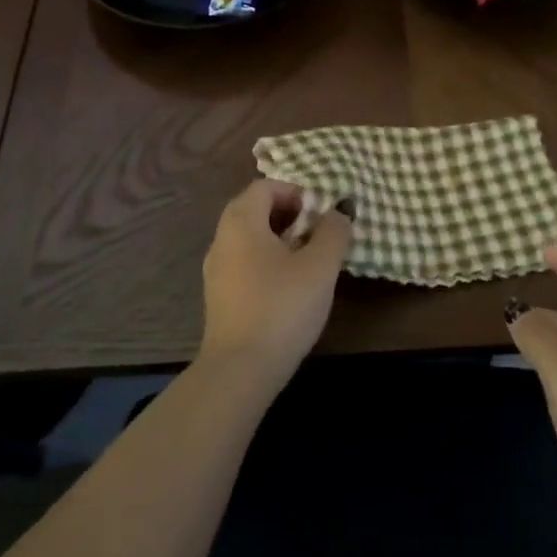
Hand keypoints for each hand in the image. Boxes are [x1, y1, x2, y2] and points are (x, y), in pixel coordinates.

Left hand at [198, 179, 351, 391]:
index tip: (322, 214)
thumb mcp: (320, 266)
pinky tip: (290, 287)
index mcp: (241, 222)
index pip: (266, 186)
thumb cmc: (282, 307)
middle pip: (255, 209)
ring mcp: (217, 269)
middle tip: (319, 234)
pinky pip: (245, 262)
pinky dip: (268, 261)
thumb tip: (339, 212)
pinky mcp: (220, 296)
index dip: (297, 192)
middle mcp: (222, 239)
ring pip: (250, 238)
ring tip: (310, 261)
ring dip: (281, 239)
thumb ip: (334, 231)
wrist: (239, 370)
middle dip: (291, 215)